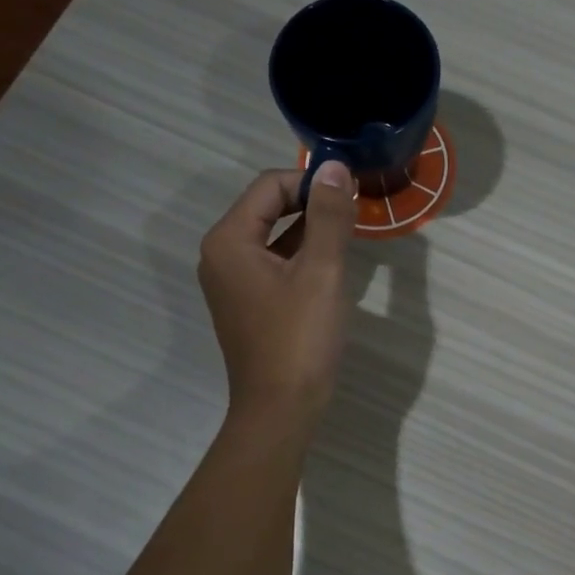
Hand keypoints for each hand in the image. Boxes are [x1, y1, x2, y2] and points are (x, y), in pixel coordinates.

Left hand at [198, 163, 355, 426]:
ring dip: (309, 230)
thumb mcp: (321, 272)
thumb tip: (333, 166)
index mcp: (229, 240)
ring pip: (273, 237)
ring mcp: (231, 282)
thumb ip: (328, 216)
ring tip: (349, 235)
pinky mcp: (246, 304)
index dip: (311, 183)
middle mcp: (221, 255)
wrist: (281, 408)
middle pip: (267, 208)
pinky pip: (273, 264)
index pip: (269, 186)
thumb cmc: (300, 338)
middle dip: (310, 204)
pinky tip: (330, 266)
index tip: (352, 193)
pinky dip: (301, 257)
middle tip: (353, 211)